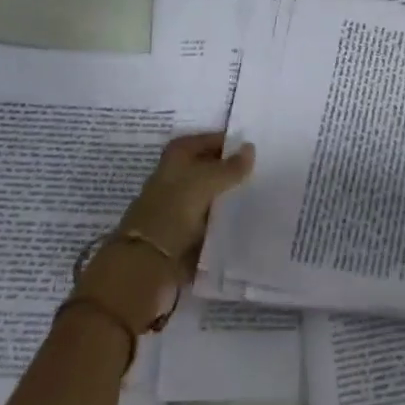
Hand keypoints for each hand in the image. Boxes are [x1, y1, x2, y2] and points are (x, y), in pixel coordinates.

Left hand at [75, 133, 253, 332]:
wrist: (146, 263)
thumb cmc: (173, 211)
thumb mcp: (206, 182)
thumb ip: (231, 167)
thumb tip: (250, 148)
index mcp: (174, 158)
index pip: (203, 141)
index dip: (223, 141)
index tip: (250, 146)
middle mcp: (173, 179)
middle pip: (205, 167)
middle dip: (227, 168)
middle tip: (259, 170)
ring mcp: (176, 207)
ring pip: (207, 195)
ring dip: (226, 195)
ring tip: (256, 194)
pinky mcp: (182, 233)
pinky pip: (208, 220)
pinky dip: (222, 219)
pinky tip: (242, 219)